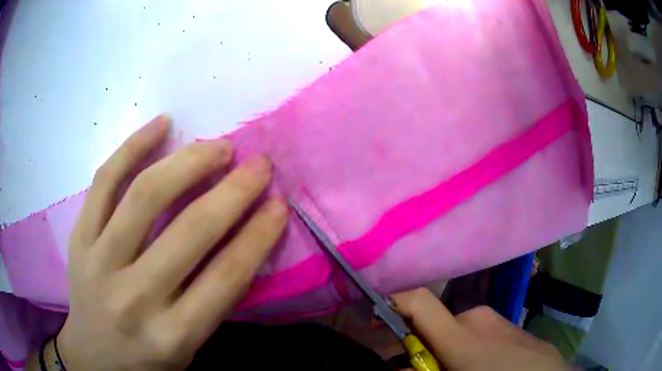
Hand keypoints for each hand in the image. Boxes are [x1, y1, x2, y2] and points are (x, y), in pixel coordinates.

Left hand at [40, 115, 287, 369]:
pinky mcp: (78, 238)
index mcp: (173, 335)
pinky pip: (104, 181)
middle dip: (234, 190)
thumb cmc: (148, 357)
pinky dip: (133, 146)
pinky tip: (162, 123)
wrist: (95, 358)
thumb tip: (244, 237)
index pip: (225, 278)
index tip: (279, 203)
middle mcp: (135, 298)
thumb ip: (213, 299)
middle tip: (258, 164)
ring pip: (144, 194)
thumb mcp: (189, 346)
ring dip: (189, 161)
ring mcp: (99, 262)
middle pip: (189, 231)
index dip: (258, 235)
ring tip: (217, 146)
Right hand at [392, 288, 567, 370]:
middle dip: (423, 345)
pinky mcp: (510, 323)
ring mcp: (497, 318)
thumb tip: (401, 364)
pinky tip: (485, 364)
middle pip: (434, 324)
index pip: (416, 300)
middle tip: (427, 366)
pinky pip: (480, 331)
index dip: (390, 301)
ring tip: (461, 367)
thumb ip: (424, 370)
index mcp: (460, 333)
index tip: (373, 317)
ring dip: (449, 348)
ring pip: (458, 329)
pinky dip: (470, 346)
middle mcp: (477, 316)